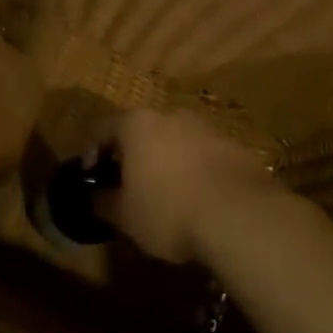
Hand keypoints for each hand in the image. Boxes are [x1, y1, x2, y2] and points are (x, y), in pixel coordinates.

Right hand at [96, 109, 273, 263]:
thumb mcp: (124, 216)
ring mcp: (208, 128)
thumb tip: (93, 198)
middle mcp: (171, 116)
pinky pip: (204, 155)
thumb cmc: (168, 211)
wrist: (241, 216)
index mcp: (137, 125)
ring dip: (166, 161)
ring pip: (176, 141)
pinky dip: (194, 170)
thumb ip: (102, 203)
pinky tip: (197, 199)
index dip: (91, 151)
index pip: (102, 128)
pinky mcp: (237, 147)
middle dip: (132, 155)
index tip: (90, 176)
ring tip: (164, 193)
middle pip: (142, 130)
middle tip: (126, 183)